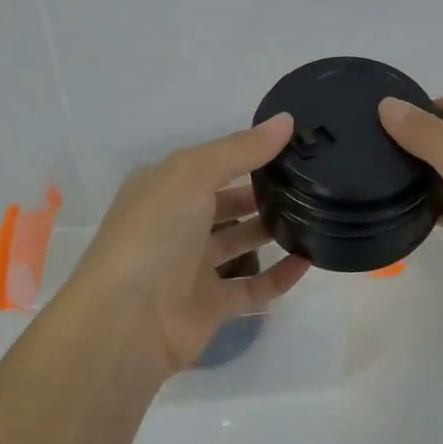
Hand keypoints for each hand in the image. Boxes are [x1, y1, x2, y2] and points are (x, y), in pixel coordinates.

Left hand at [65, 115, 310, 373]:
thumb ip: (240, 149)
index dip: (246, 152)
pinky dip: (279, 276)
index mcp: (162, 188)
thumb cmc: (154, 234)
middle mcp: (175, 224)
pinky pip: (252, 287)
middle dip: (261, 190)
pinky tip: (308, 260)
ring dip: (271, 229)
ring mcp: (191, 267)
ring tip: (316, 212)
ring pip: (239, 242)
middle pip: (226, 201)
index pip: (210, 163)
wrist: (126, 322)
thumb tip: (287, 120)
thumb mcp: (192, 175)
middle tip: (311, 178)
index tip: (291, 143)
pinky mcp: (209, 306)